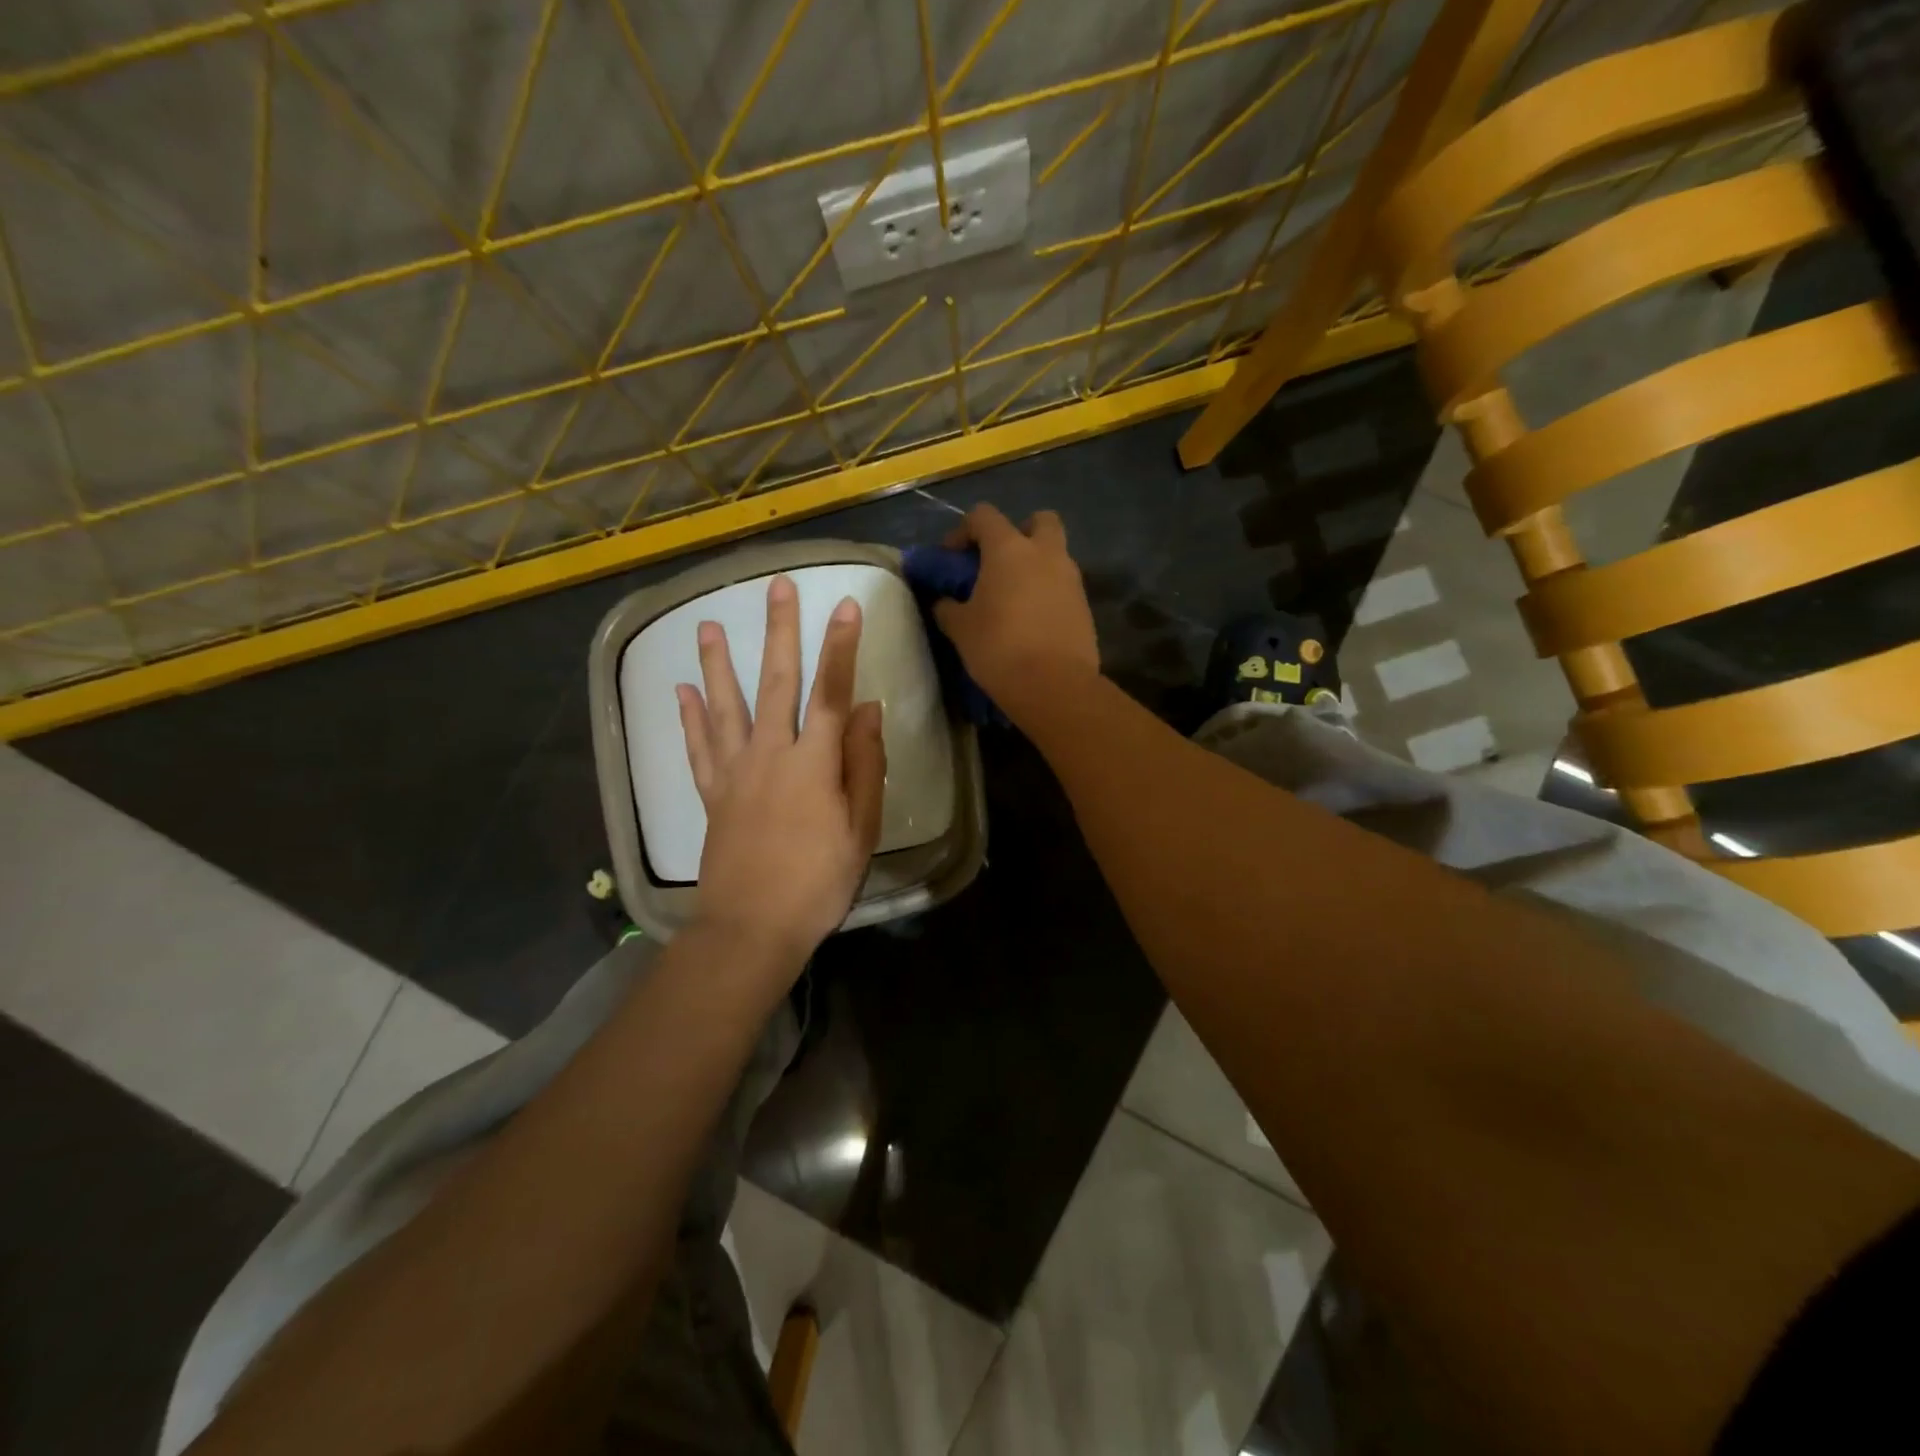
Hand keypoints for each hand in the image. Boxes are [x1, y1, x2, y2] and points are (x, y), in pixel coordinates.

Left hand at [676, 575, 886, 975]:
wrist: (752, 929)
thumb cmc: (819, 882)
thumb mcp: (861, 828)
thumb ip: (864, 765)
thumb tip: (866, 709)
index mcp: (813, 762)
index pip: (831, 690)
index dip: (840, 646)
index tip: (846, 606)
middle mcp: (770, 754)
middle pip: (775, 682)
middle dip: (779, 632)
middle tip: (776, 587)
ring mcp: (734, 773)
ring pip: (724, 706)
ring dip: (717, 664)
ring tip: (706, 626)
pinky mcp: (711, 795)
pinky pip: (697, 749)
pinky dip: (688, 718)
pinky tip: (681, 692)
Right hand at [933, 504, 1099, 719]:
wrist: (1054, 686)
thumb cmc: (999, 648)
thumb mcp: (960, 628)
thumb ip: (948, 608)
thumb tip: (944, 602)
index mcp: (1010, 549)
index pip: (984, 516)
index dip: (963, 530)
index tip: (952, 557)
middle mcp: (1046, 554)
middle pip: (1040, 520)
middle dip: (1020, 531)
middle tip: (1000, 561)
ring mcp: (1071, 579)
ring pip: (1056, 554)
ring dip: (1036, 565)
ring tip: (1014, 597)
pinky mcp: (1085, 607)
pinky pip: (1064, 587)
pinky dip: (1048, 593)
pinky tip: (1032, 621)